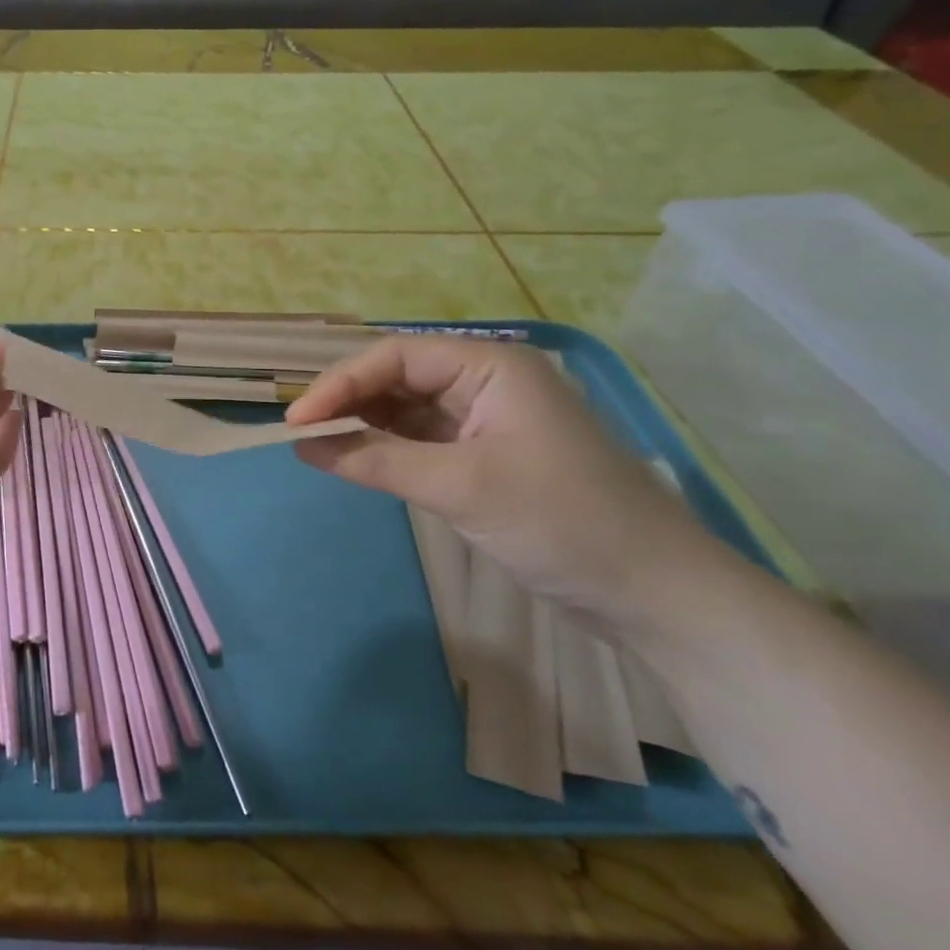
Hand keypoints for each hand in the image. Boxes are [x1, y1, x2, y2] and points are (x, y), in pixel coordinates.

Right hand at [286, 336, 707, 621]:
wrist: (654, 592)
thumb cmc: (562, 521)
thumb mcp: (460, 487)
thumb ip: (375, 460)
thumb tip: (301, 444)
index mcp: (490, 366)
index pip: (394, 357)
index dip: (339, 384)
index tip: (295, 421)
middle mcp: (486, 382)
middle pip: (397, 378)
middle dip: (347, 402)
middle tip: (299, 434)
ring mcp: (486, 420)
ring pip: (405, 409)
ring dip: (363, 425)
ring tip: (317, 447)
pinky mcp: (485, 456)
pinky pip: (420, 440)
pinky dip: (386, 450)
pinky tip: (356, 462)